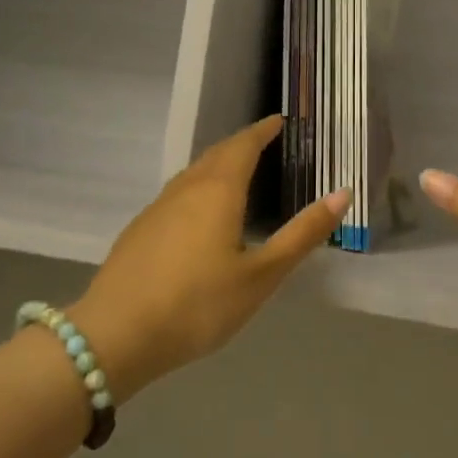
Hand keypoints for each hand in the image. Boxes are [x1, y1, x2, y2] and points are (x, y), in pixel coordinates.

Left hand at [71, 116, 347, 399]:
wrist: (115, 336)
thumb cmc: (198, 305)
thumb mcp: (261, 275)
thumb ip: (302, 234)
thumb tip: (342, 193)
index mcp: (217, 191)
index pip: (243, 145)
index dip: (262, 131)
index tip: (279, 121)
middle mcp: (185, 189)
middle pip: (215, 154)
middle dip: (241, 144)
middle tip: (265, 143)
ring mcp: (156, 209)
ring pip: (192, 174)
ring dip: (217, 165)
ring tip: (237, 174)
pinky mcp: (138, 232)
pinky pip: (176, 195)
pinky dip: (198, 189)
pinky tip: (200, 215)